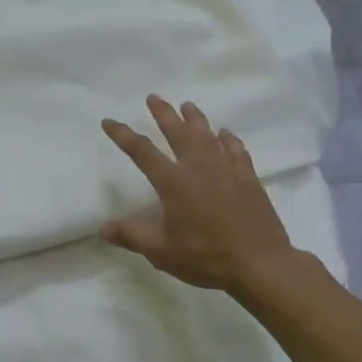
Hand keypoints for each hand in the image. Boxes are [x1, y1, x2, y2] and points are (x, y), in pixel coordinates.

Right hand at [100, 95, 294, 292]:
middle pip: (177, 131)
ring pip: (207, 135)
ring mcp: (226, 169)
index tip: (108, 121)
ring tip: (187, 105)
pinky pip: (236, 150)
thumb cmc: (206, 257)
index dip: (123, 135)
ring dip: (195, 119)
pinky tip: (225, 134)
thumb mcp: (161, 252)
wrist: (260, 263)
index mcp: (173, 181)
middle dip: (163, 113)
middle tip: (153, 97)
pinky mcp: (248, 178)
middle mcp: (198, 167)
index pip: (141, 151)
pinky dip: (228, 139)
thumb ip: (131, 236)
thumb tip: (102, 228)